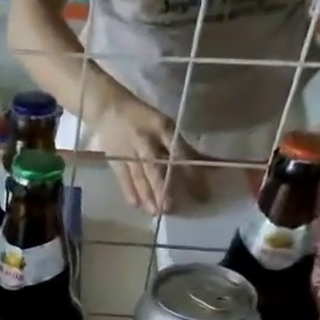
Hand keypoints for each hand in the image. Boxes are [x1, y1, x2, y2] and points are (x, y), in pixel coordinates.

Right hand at [93, 92, 206, 214]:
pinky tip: (136, 205)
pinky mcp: (115, 158)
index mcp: (163, 129)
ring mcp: (129, 150)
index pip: (180, 154)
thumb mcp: (165, 126)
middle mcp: (146, 140)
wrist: (109, 108)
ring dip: (147, 194)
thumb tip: (211, 166)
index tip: (201, 194)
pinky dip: (129, 191)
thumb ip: (184, 148)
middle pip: (156, 167)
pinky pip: (123, 177)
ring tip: (155, 211)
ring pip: (139, 175)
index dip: (191, 174)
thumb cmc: (143, 118)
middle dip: (163, 188)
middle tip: (170, 208)